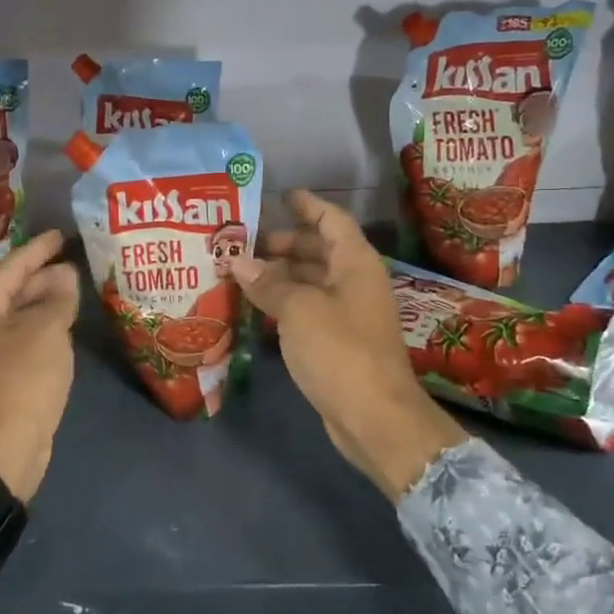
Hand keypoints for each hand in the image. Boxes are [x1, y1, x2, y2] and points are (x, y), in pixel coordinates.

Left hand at [0, 230, 80, 503]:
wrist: (1, 449)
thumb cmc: (21, 379)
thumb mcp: (46, 331)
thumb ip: (57, 298)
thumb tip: (64, 274)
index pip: (11, 267)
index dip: (38, 249)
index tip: (60, 234)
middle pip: (12, 291)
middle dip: (42, 276)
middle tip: (73, 262)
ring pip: (19, 317)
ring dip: (45, 303)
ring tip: (74, 290)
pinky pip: (23, 340)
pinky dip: (44, 328)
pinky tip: (64, 328)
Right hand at [231, 191, 468, 499]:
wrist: (375, 417)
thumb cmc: (340, 351)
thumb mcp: (299, 310)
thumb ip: (268, 283)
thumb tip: (238, 261)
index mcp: (355, 263)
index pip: (331, 220)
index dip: (306, 205)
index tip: (278, 195)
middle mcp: (355, 282)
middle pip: (320, 250)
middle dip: (284, 243)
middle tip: (244, 241)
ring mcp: (349, 313)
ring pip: (312, 281)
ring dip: (280, 274)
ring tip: (241, 271)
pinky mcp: (339, 341)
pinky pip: (309, 308)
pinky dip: (284, 302)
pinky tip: (255, 306)